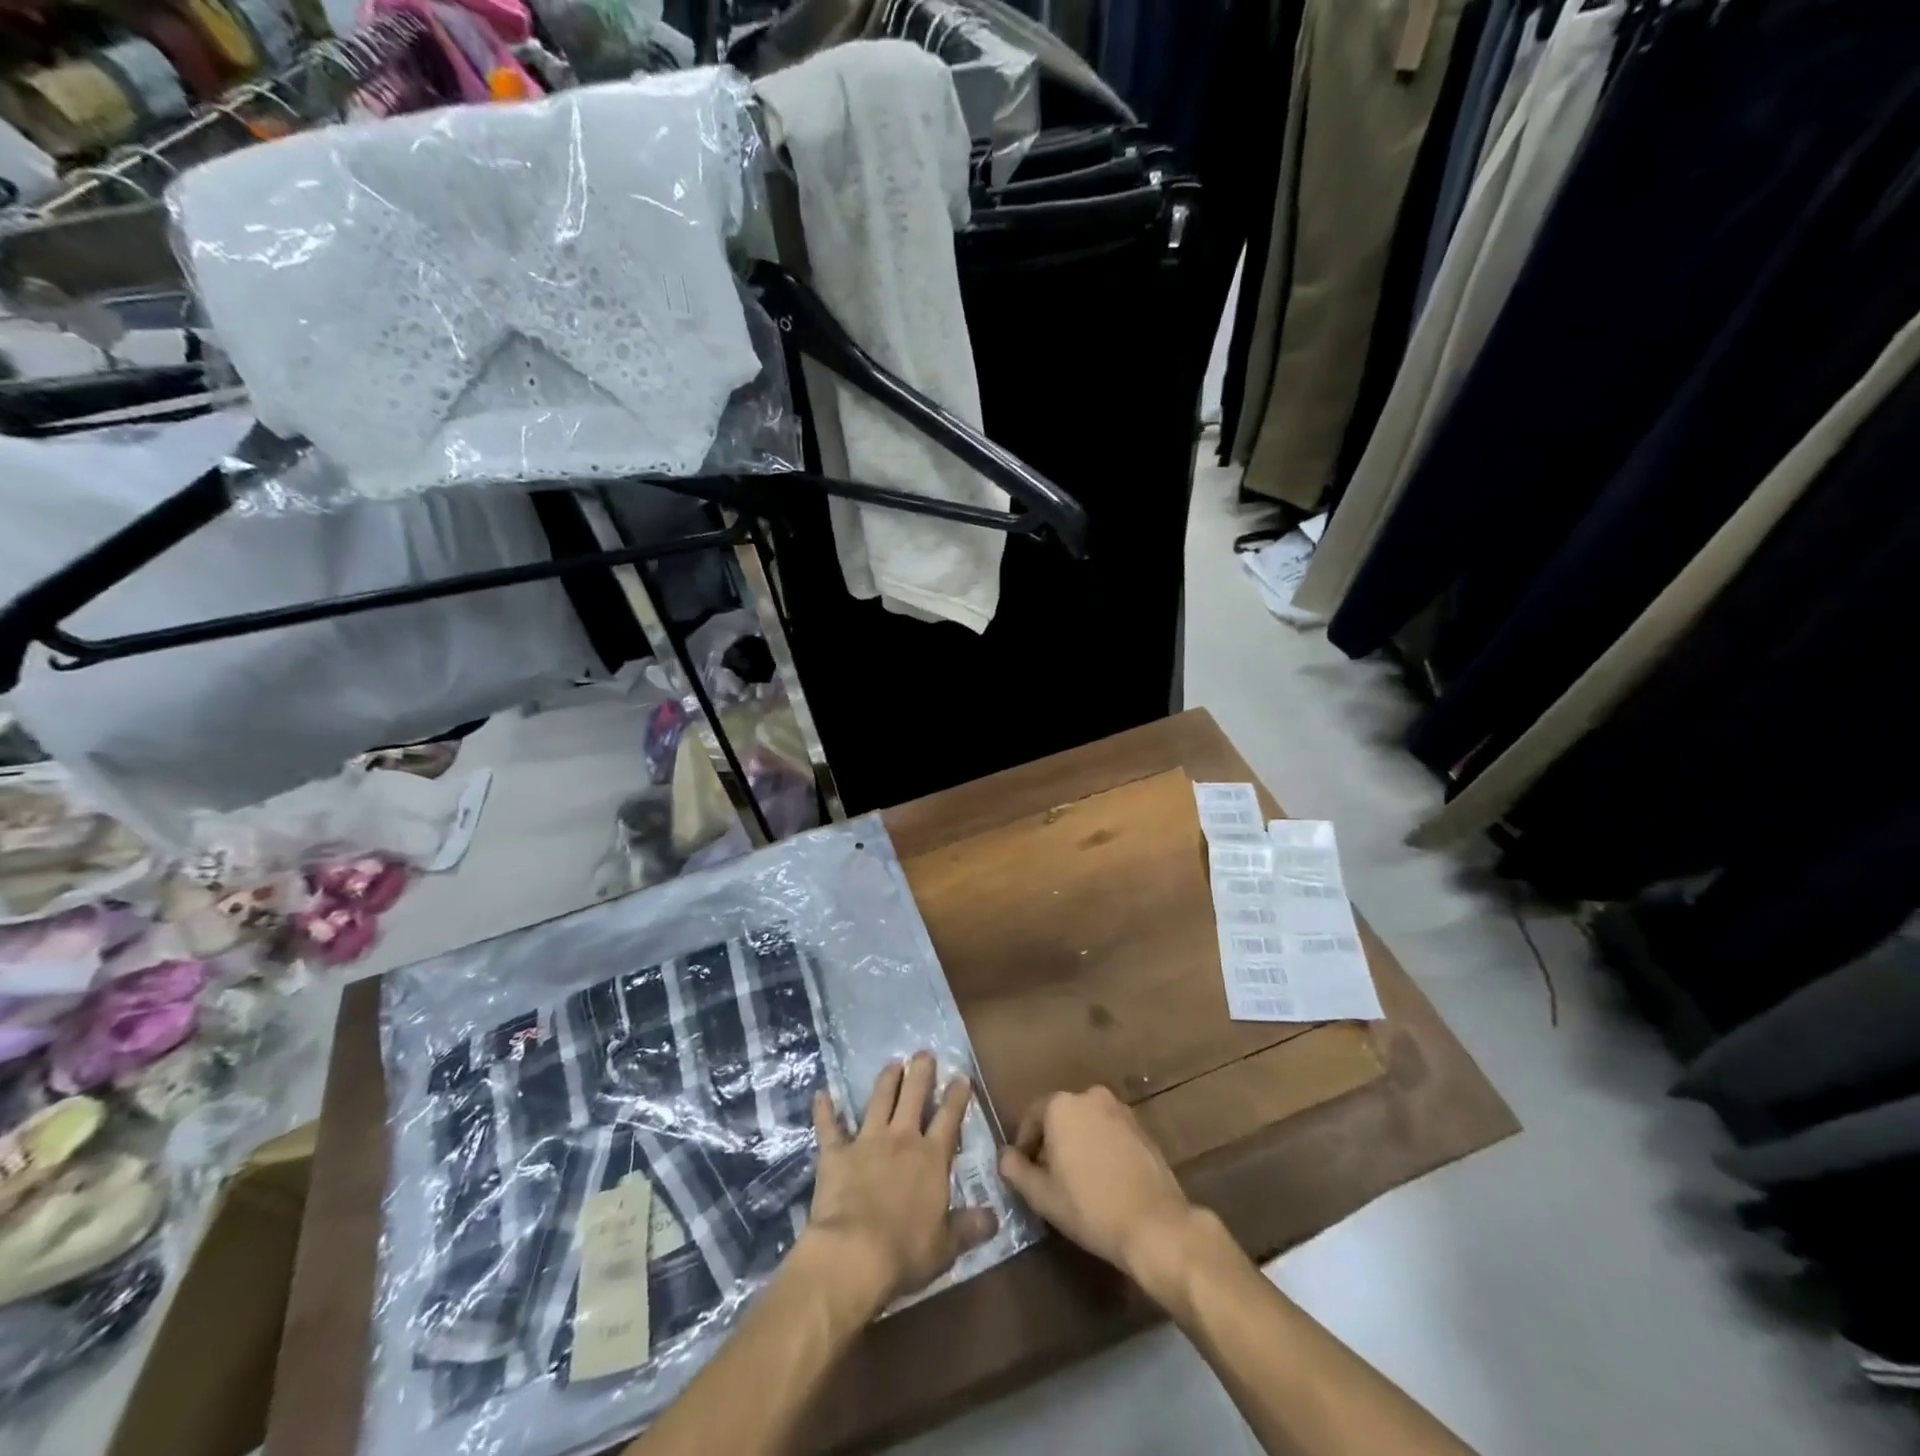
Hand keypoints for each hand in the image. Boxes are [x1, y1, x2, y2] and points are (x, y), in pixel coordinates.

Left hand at [802, 1053, 998, 1310]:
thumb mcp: (946, 1247)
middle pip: (913, 1095)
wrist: (853, 1255)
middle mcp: (901, 1139)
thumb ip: (969, 1227)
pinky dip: (824, 1110)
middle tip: (924, 1053)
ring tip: (892, 1064)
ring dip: (886, 1080)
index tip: (961, 1076)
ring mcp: (867, 1141)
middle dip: (921, 1071)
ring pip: (878, 1099)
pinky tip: (821, 1094)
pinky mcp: (835, 1153)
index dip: (956, 1096)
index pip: (949, 1118)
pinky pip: (828, 1126)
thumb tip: (994, 1217)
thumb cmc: (905, 1253)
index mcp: (931, 1159)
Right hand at [997, 1086, 1206, 1295]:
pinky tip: (1103, 1179)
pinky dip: (1100, 1147)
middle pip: (1060, 1116)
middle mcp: (1090, 1096)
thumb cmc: (1090, 1207)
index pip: (1032, 1116)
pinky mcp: (1141, 1128)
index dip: (1024, 1144)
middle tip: (1047, 1176)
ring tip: (1075, 1179)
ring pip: (1086, 1123)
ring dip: (1077, 1143)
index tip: (1023, 1170)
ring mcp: (1119, 1110)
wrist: (1154, 1224)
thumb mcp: (1043, 1195)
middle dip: (1051, 1142)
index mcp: (1062, 1106)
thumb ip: (1017, 1171)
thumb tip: (1004, 1156)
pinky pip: (1109, 1132)